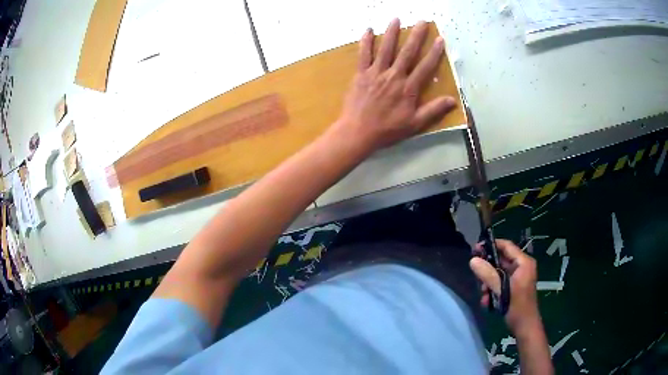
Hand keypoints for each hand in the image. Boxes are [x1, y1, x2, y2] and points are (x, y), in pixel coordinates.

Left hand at [327, 19, 456, 155]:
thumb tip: (453, 100)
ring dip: (392, 33)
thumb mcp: (415, 124)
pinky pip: (364, 54)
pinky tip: (369, 30)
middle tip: (422, 21)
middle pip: (407, 52)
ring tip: (396, 18)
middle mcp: (394, 76)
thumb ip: (434, 110)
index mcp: (408, 88)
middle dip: (416, 36)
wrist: (358, 132)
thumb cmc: (388, 129)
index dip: (434, 53)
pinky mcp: (361, 74)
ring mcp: (376, 73)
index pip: (425, 67)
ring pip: (386, 49)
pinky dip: (366, 41)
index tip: (440, 39)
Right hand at [470, 239, 540, 333]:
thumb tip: (472, 260)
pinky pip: (500, 282)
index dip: (491, 245)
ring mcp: (518, 277)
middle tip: (477, 278)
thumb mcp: (502, 290)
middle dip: (488, 270)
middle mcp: (521, 267)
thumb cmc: (517, 307)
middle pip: (501, 260)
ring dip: (488, 283)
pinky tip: (487, 301)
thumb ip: (488, 275)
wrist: (525, 327)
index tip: (475, 249)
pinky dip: (492, 290)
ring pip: (498, 273)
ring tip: (483, 294)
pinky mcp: (513, 287)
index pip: (507, 246)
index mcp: (524, 263)